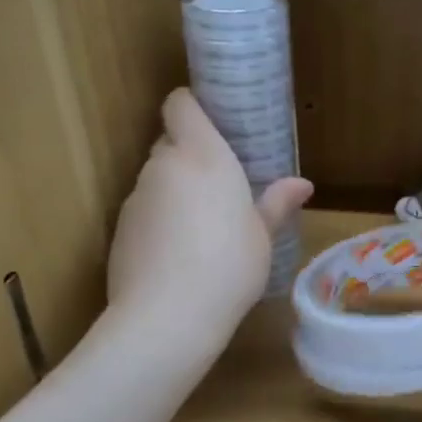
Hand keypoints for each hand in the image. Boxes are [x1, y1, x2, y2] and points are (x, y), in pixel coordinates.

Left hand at [107, 89, 311, 354]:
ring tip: (202, 227)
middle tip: (221, 186)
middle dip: (191, 156)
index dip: (193, 106)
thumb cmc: (230, 265)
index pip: (181, 104)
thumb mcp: (262, 236)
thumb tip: (302, 184)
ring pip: (157, 179)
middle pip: (170, 142)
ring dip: (175, 191)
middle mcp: (164, 166)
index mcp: (203, 156)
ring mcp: (136, 197)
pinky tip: (179, 254)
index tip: (215, 124)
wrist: (167, 317)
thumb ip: (276, 203)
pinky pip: (144, 210)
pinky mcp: (119, 228)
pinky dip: (159, 220)